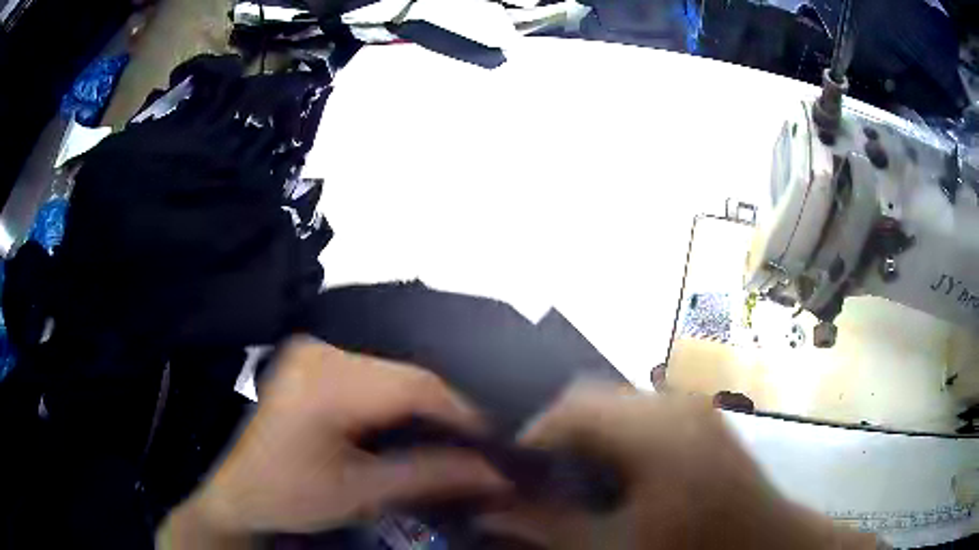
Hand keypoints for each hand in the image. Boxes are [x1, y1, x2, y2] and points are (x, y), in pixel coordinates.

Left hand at [158, 337, 508, 546]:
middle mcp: (320, 351)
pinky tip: (411, 426)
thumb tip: (495, 473)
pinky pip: (373, 376)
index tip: (495, 443)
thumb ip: (430, 476)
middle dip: (445, 413)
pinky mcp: (313, 362)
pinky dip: (398, 402)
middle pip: (405, 377)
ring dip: (423, 408)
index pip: (414, 386)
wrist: (239, 492)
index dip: (462, 413)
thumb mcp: (361, 494)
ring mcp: (314, 352)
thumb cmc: (290, 496)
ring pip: (393, 374)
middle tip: (474, 447)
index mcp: (325, 381)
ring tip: (450, 439)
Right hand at [479, 386, 878, 549]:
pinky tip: (613, 472)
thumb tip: (493, 512)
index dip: (530, 434)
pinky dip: (614, 435)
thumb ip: (553, 527)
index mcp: (658, 432)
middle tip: (536, 476)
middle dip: (555, 433)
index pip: (570, 408)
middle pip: (591, 396)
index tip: (507, 470)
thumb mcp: (618, 548)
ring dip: (585, 433)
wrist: (769, 545)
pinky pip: (641, 412)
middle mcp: (676, 404)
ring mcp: (693, 407)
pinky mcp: (702, 418)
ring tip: (569, 476)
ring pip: (615, 402)